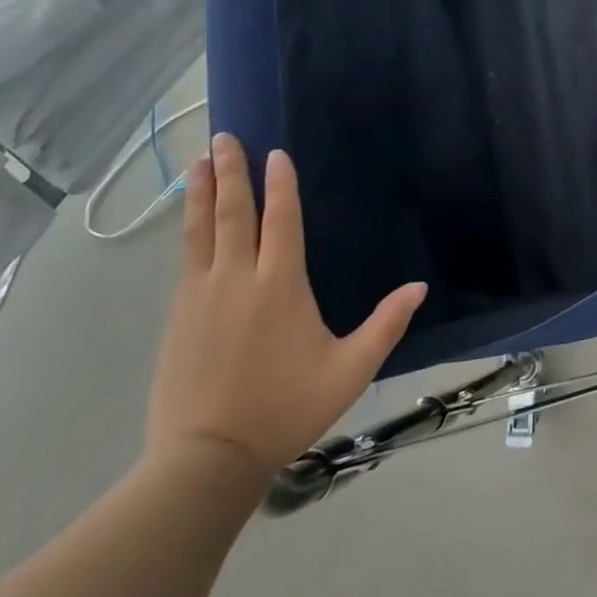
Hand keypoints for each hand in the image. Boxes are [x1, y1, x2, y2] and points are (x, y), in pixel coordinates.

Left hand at [145, 133, 426, 479]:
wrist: (205, 460)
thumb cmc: (285, 408)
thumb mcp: (350, 370)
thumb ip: (386, 325)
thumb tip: (420, 286)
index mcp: (280, 285)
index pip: (281, 220)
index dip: (280, 184)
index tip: (276, 154)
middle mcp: (237, 279)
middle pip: (233, 213)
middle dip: (230, 172)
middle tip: (224, 137)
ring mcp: (201, 296)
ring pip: (200, 230)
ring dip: (201, 193)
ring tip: (198, 161)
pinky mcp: (177, 317)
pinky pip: (186, 258)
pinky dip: (190, 229)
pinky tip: (192, 221)